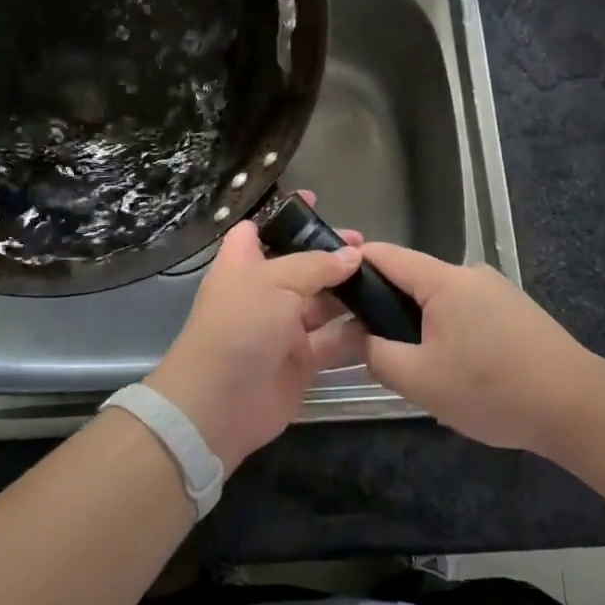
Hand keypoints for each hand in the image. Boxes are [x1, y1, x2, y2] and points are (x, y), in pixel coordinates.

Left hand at [146, 218, 364, 471]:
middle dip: (331, 255)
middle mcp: (264, 292)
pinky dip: (355, 332)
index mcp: (244, 264)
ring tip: (385, 279)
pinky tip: (383, 318)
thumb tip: (352, 255)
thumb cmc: (239, 326)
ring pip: (322, 303)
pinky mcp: (302, 362)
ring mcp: (283, 328)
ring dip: (349, 293)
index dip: (285, 215)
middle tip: (368, 247)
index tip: (316, 201)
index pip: (260, 229)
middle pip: (301, 266)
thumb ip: (315, 266)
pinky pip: (333, 341)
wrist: (219, 403)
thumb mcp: (274, 282)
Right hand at [354, 242, 602, 456]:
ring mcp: (497, 291)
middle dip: (386, 308)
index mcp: (444, 280)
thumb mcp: (420, 380)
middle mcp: (470, 274)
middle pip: (413, 280)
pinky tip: (456, 372)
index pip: (386, 256)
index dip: (353, 264)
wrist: (578, 407)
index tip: (327, 285)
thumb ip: (377, 355)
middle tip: (369, 345)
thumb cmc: (492, 389)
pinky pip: (466, 314)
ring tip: (415, 369)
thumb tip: (360, 338)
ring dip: (419, 326)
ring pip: (440, 302)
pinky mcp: (515, 312)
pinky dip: (449, 334)